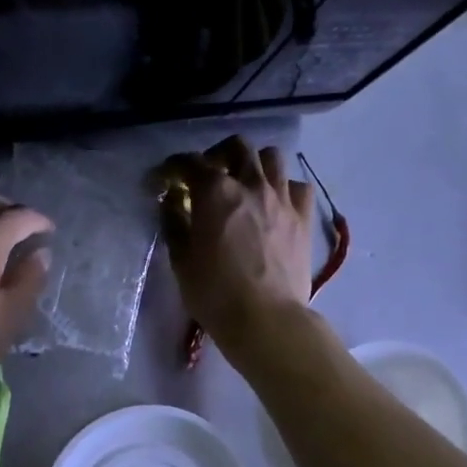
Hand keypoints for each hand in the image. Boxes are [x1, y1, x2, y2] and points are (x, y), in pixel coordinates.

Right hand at [160, 136, 313, 350]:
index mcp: (215, 192)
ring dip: (254, 164)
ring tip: (245, 184)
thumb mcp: (181, 260)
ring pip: (272, 158)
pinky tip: (275, 204)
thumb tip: (171, 201)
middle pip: (237, 146)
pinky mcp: (303, 217)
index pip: (190, 162)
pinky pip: (297, 186)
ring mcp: (282, 198)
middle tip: (207, 175)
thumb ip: (174, 223)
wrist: (266, 319)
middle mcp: (251, 184)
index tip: (163, 179)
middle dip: (218, 154)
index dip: (172, 167)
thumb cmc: (215, 293)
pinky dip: (284, 188)